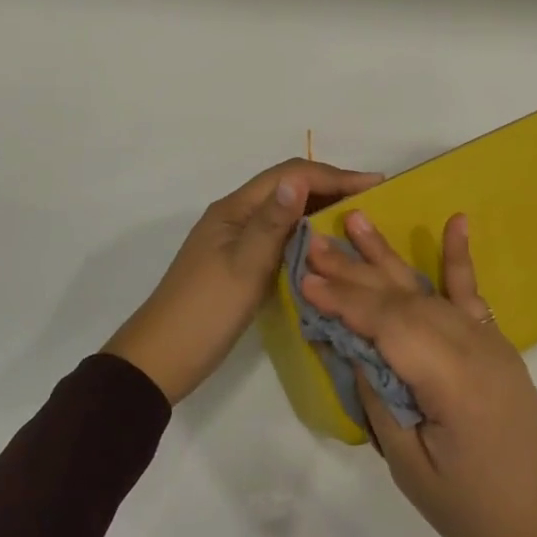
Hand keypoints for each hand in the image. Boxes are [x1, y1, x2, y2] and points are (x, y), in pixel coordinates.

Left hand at [104, 158, 383, 404]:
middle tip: (373, 200)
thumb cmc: (205, 312)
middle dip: (331, 186)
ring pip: (284, 210)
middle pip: (288, 187)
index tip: (376, 184)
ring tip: (357, 219)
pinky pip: (278, 233)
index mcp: (235, 209)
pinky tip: (324, 247)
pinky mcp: (238, 260)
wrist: (161, 360)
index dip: (335, 176)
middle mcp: (236, 214)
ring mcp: (235, 238)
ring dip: (319, 207)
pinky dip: (305, 232)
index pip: (291, 175)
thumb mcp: (244, 267)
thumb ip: (273, 223)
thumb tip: (298, 179)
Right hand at [299, 213, 536, 536]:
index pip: (387, 325)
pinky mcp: (494, 342)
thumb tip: (354, 346)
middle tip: (313, 244)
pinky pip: (471, 294)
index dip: (344, 301)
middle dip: (353, 271)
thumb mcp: (411, 465)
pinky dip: (459, 257)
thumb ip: (381, 397)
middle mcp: (470, 345)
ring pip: (426, 289)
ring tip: (357, 220)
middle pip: (402, 298)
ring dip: (387, 256)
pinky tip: (455, 221)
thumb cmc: (474, 509)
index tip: (305, 280)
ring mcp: (486, 339)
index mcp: (450, 378)